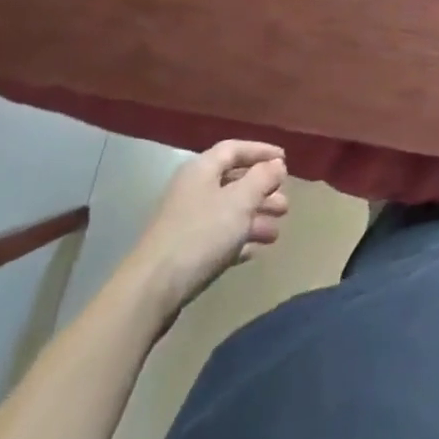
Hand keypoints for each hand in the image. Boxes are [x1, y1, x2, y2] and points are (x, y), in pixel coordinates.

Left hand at [123, 141, 289, 321]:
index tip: (285, 160)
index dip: (261, 151)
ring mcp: (187, 222)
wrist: (152, 290)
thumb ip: (262, 178)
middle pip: (234, 182)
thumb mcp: (239, 201)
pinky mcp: (186, 251)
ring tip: (276, 232)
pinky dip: (239, 240)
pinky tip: (256, 251)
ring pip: (229, 212)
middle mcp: (193, 190)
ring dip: (255, 218)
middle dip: (262, 191)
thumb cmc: (201, 234)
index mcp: (202, 170)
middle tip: (285, 204)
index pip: (234, 149)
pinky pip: (219, 237)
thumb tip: (276, 164)